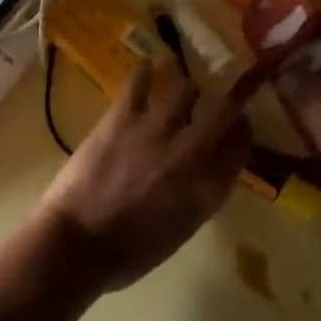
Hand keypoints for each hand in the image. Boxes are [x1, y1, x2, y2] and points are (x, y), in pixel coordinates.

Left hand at [37, 61, 251, 292]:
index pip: (241, 146)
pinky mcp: (122, 117)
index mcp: (207, 190)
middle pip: (224, 110)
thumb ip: (199, 195)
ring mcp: (156, 131)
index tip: (239, 125)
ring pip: (185, 88)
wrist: (78, 245)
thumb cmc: (129, 253)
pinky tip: (146, 68)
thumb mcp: (180, 231)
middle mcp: (190, 154)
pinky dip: (144, 72)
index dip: (242, 131)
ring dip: (185, 89)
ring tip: (179, 91)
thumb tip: (204, 168)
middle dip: (229, 99)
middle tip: (221, 97)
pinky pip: (139, 81)